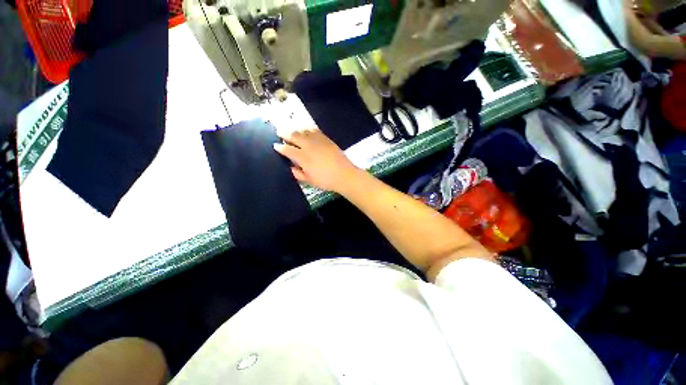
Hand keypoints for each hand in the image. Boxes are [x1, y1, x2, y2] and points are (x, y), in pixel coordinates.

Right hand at [274, 127, 360, 192]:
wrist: (344, 175)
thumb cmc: (326, 180)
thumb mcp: (310, 180)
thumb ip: (298, 173)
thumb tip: (292, 167)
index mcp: (303, 158)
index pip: (287, 150)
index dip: (280, 147)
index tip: (275, 146)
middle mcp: (309, 146)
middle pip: (294, 135)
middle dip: (284, 133)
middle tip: (279, 131)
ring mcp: (318, 141)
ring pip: (303, 130)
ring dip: (295, 128)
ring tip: (291, 129)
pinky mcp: (326, 139)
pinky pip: (314, 129)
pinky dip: (307, 128)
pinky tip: (305, 128)